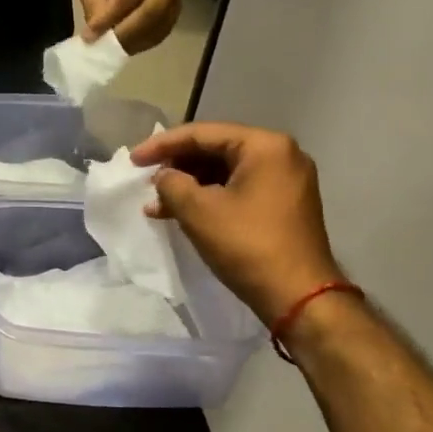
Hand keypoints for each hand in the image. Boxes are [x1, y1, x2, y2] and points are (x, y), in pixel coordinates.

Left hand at [78, 0, 181, 53]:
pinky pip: (158, 37)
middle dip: (126, 30)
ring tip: (110, 44)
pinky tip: (122, 44)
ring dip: (132, 39)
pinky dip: (138, 44)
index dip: (112, 13)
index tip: (92, 31)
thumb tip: (94, 34)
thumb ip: (95, 7)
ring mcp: (174, 3)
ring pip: (156, 28)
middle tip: (105, 42)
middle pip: (153, 11)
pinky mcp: (172, 21)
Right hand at [132, 123, 344, 321]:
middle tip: (146, 180)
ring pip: (225, 172)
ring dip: (189, 185)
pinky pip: (238, 189)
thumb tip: (164, 176)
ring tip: (157, 204)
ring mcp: (286, 180)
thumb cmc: (247, 245)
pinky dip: (209, 198)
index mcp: (264, 146)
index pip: (202, 134)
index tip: (133, 160)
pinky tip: (181, 214)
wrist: (299, 297)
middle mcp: (281, 155)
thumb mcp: (198, 211)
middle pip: (215, 149)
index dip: (162, 145)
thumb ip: (171, 183)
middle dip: (177, 166)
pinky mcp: (284, 204)